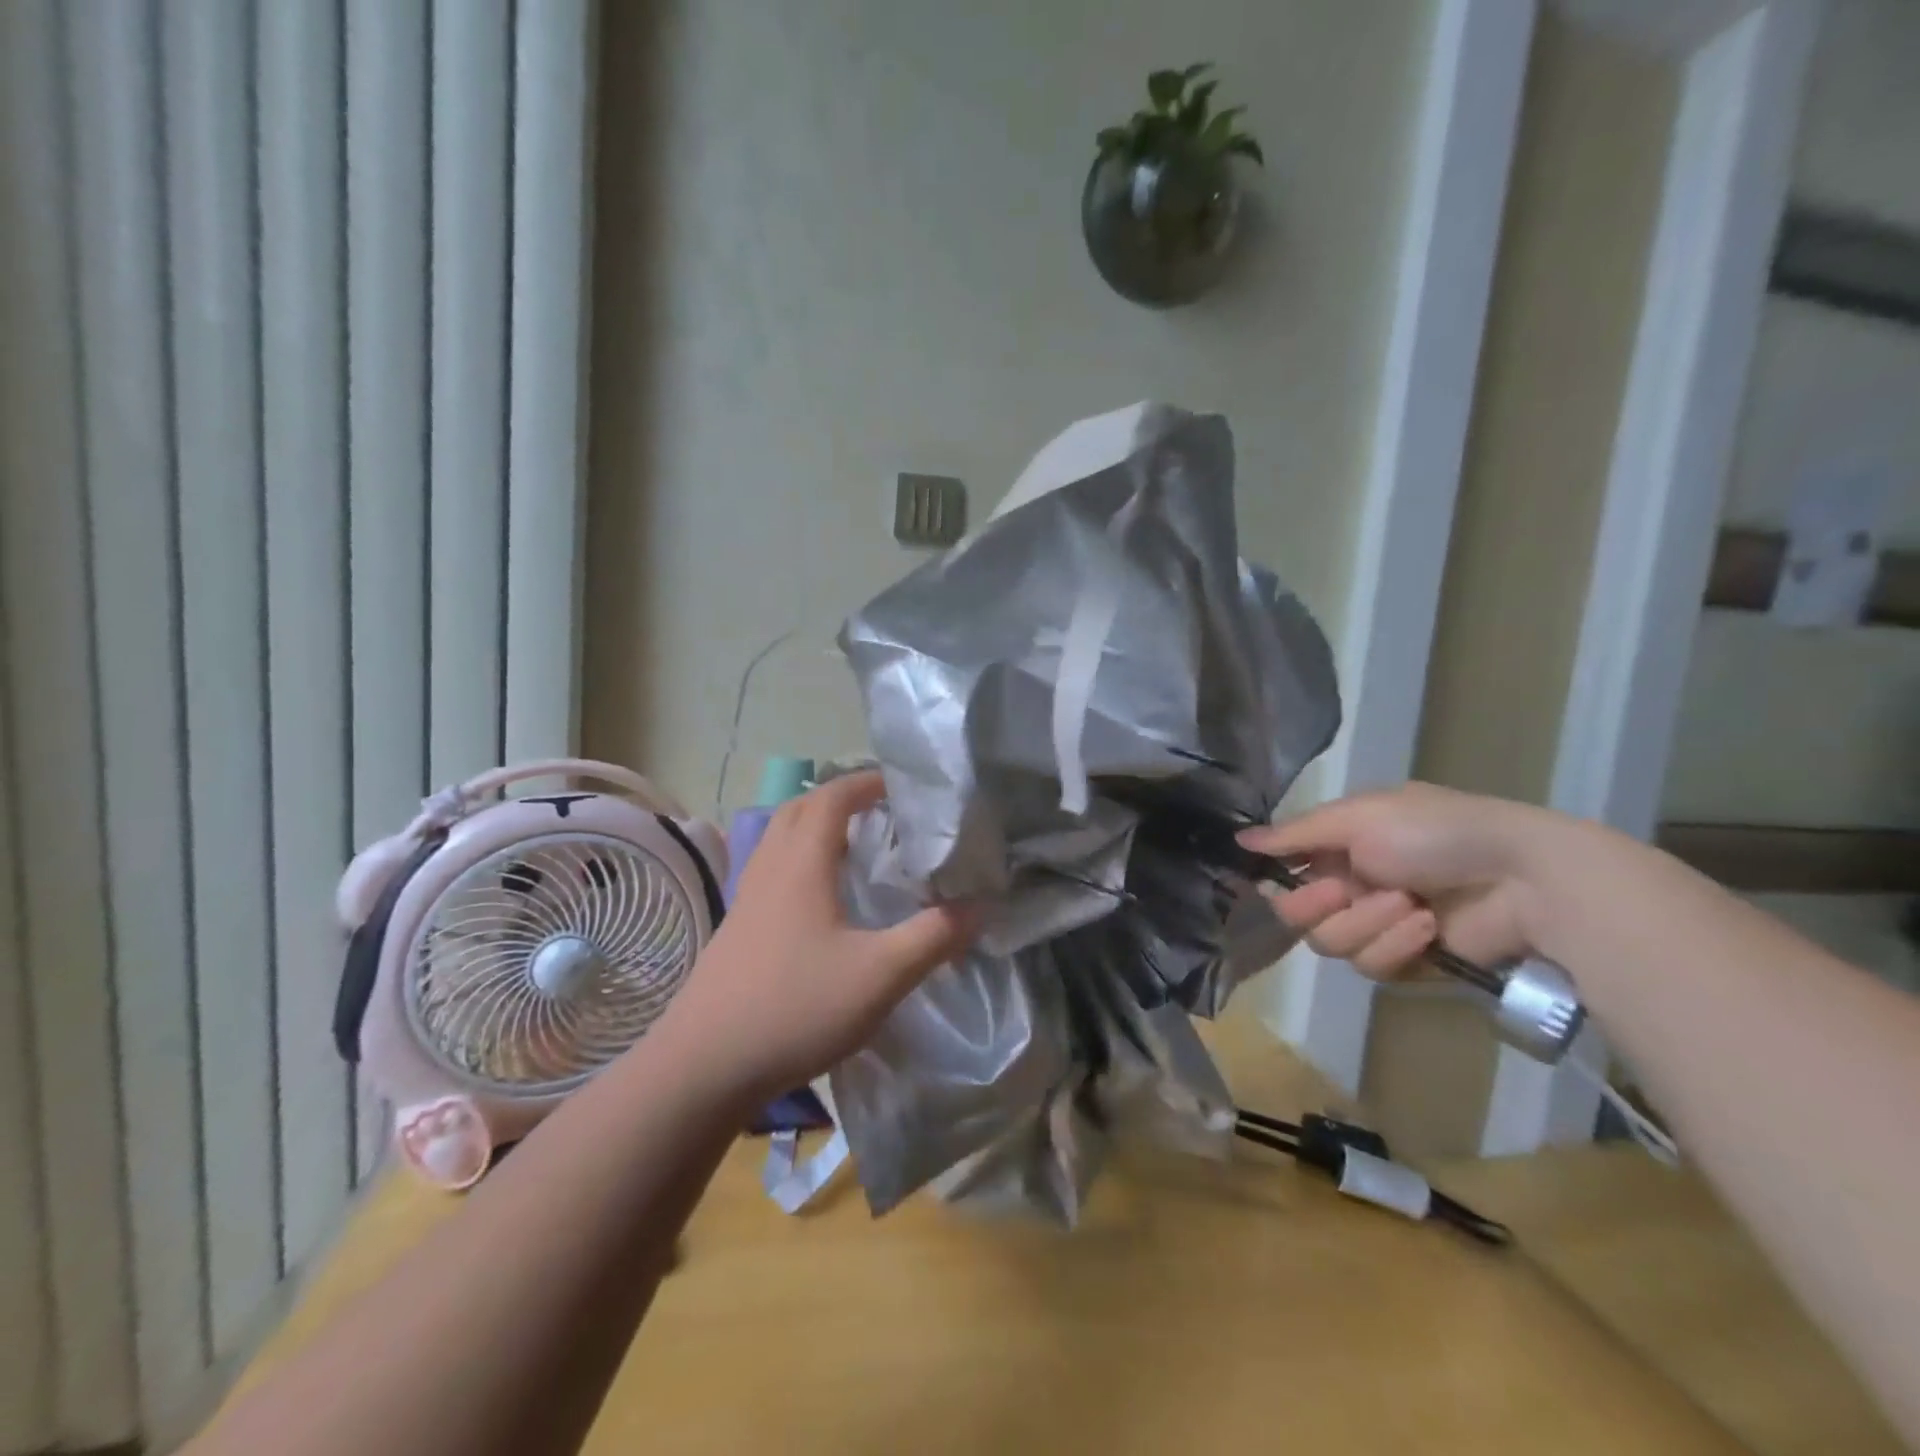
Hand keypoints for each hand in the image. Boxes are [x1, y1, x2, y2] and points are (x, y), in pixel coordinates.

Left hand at [655, 771, 976, 1103]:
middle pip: (799, 809)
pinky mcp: (737, 929)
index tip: (901, 786)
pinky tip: (820, 901)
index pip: (832, 797)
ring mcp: (747, 899)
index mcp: (801, 864)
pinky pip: (771, 871)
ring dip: (815, 828)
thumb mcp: (881, 975)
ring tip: (855, 847)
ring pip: (780, 840)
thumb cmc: (796, 1007)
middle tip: (881, 812)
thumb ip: (934, 937)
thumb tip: (980, 905)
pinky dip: (799, 861)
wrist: (703, 1066)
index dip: (866, 782)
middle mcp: (769, 869)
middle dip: (840, 799)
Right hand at [1238, 782, 1546, 978]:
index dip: (1277, 879)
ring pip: (1332, 944)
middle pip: (1298, 916)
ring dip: (1367, 923)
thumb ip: (1295, 834)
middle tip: (1343, 891)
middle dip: (1318, 906)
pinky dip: (1397, 944)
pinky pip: (1373, 966)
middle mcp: (1350, 884)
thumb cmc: (1434, 832)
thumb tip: (1238, 840)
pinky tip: (1427, 925)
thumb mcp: (1359, 817)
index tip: (1276, 878)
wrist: (1521, 877)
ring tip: (1407, 904)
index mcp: (1338, 846)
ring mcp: (1378, 924)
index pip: (1285, 872)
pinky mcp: (1408, 960)